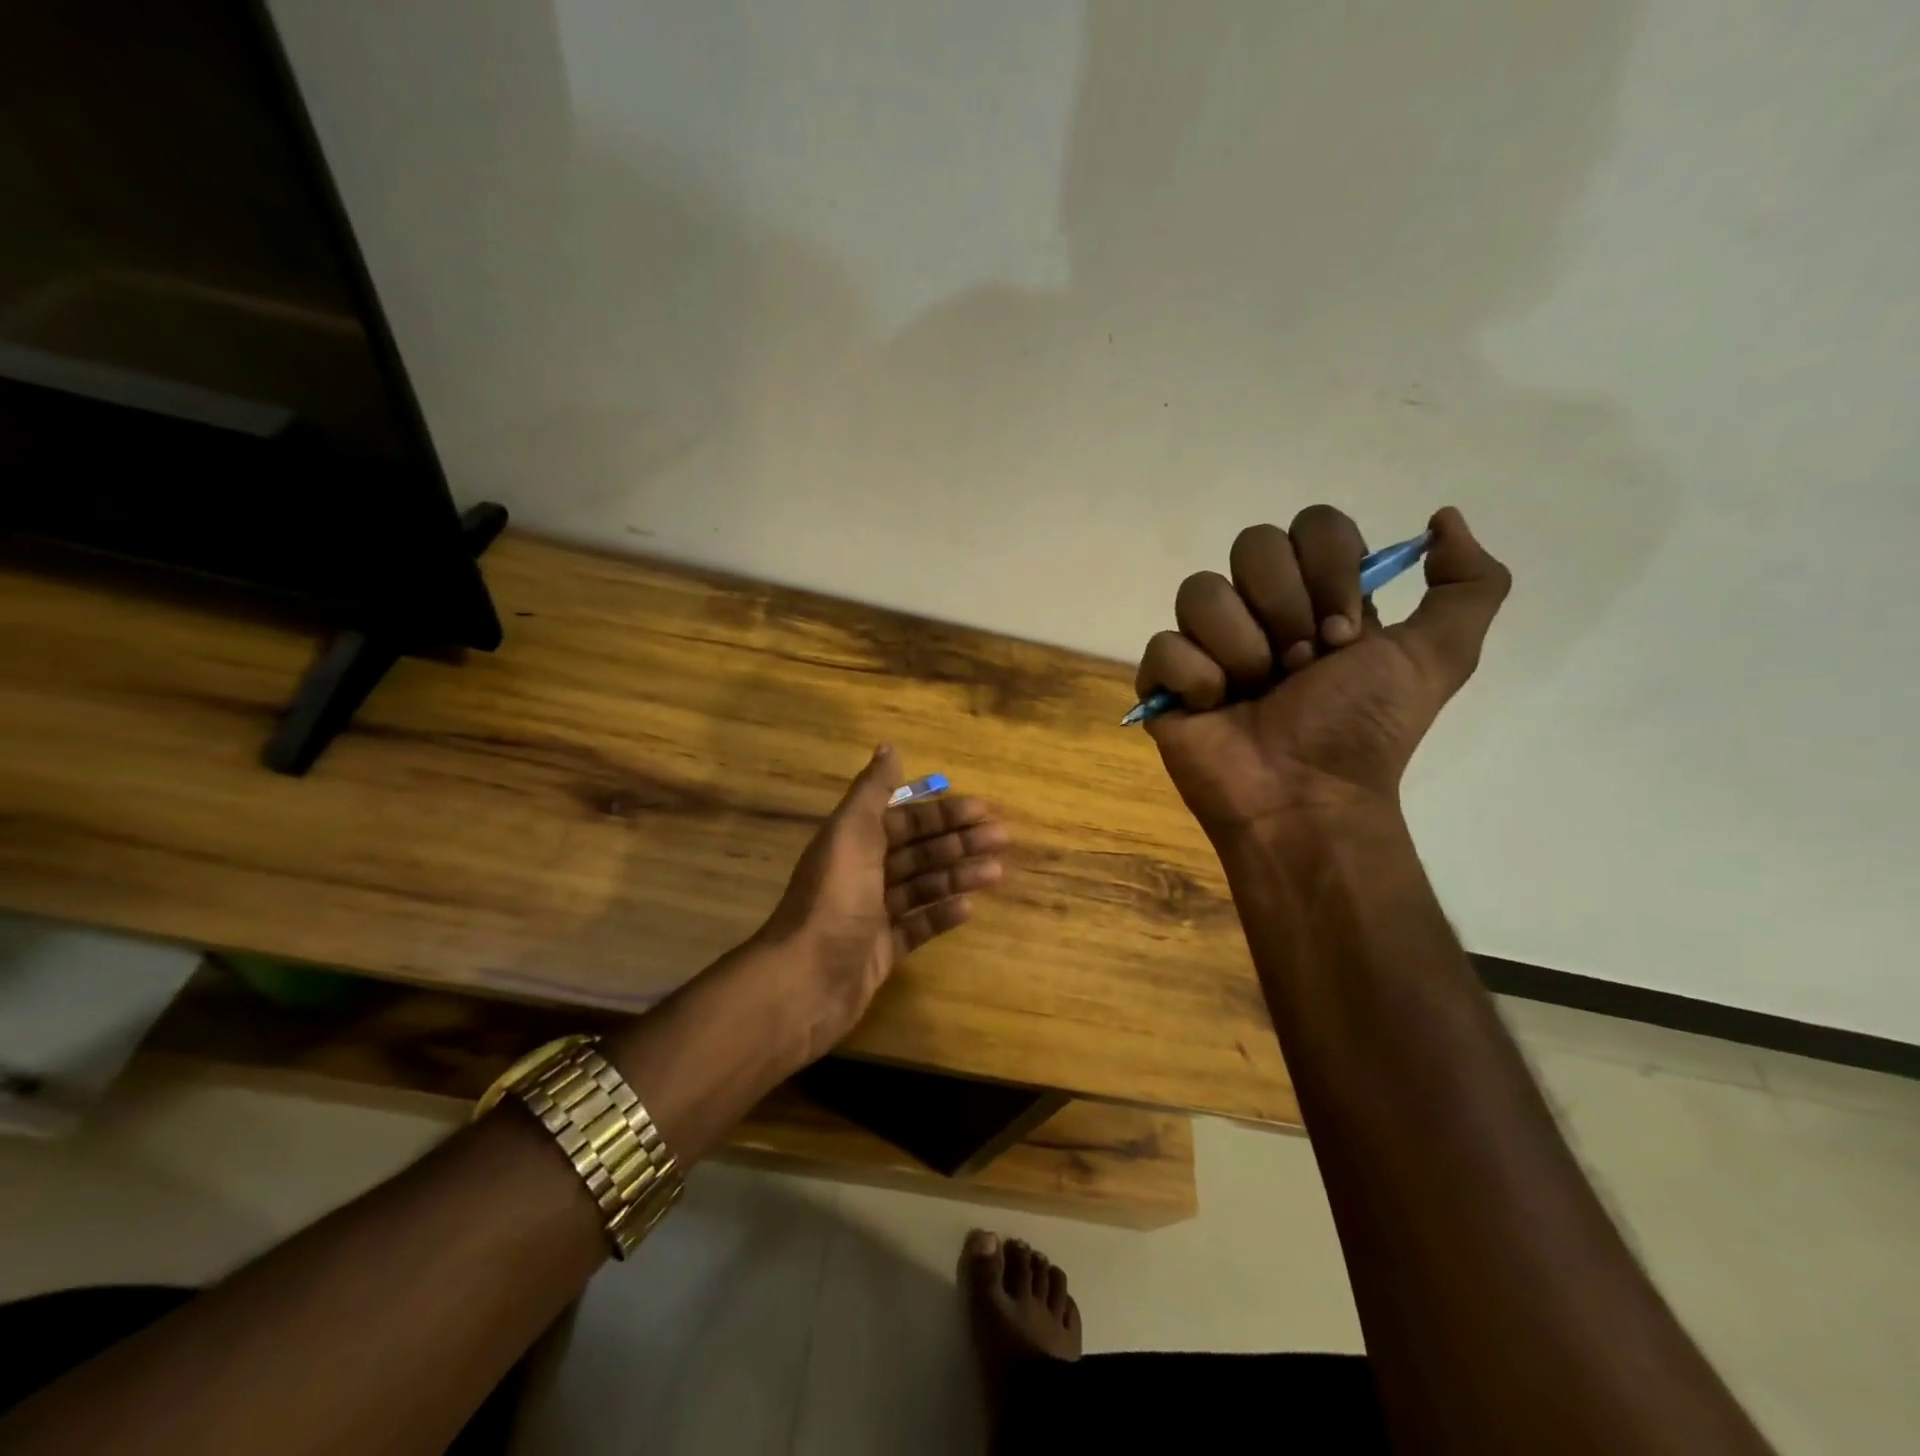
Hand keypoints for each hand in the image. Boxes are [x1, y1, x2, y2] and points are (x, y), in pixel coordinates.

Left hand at [756, 746, 1007, 1061]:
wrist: (805, 981)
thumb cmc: (834, 900)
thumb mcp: (851, 834)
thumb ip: (872, 792)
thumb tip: (888, 746)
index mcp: (853, 843)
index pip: (905, 819)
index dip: (943, 813)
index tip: (984, 811)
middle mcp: (862, 874)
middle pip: (918, 851)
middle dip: (958, 842)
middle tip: (1001, 839)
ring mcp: (872, 915)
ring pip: (922, 886)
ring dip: (957, 876)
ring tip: (996, 872)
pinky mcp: (881, 951)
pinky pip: (917, 926)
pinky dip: (941, 915)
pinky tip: (969, 909)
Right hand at [1136, 505, 1509, 842]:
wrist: (1304, 797)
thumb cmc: (1362, 730)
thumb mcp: (1439, 656)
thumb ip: (1470, 584)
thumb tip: (1441, 518)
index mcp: (1318, 595)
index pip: (1312, 525)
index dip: (1329, 570)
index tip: (1343, 633)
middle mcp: (1259, 608)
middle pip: (1252, 545)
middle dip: (1284, 608)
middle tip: (1299, 666)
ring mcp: (1207, 642)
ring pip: (1200, 590)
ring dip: (1240, 648)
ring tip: (1254, 692)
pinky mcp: (1164, 679)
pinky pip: (1164, 645)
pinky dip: (1196, 678)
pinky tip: (1214, 707)